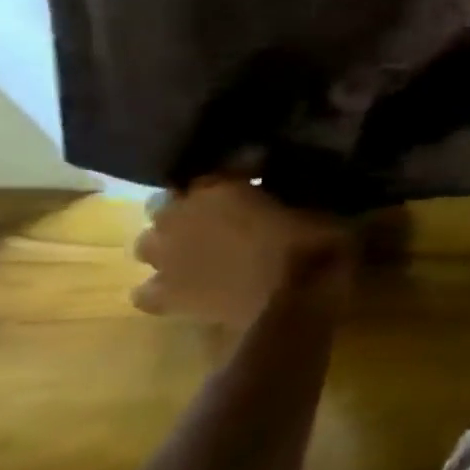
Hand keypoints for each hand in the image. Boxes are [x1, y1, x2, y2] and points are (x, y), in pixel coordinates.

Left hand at [133, 179, 350, 326]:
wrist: (294, 304)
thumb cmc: (312, 248)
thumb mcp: (321, 209)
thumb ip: (300, 193)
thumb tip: (304, 184)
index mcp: (218, 188)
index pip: (227, 165)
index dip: (246, 166)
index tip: (265, 168)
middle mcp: (181, 217)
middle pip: (170, 200)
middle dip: (192, 203)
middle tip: (224, 210)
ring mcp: (167, 260)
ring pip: (148, 242)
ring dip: (169, 241)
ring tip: (198, 246)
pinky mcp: (166, 297)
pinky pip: (147, 290)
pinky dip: (162, 286)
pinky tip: (186, 285)